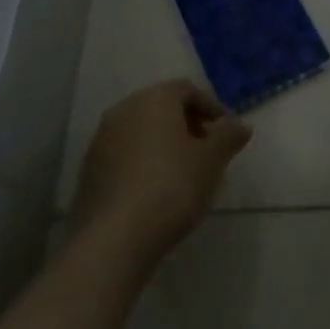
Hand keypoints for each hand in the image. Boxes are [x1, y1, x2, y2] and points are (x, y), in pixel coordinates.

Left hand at [74, 80, 251, 267]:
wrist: (115, 237)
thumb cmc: (172, 186)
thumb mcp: (212, 160)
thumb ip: (229, 136)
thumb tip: (240, 125)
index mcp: (154, 99)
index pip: (187, 90)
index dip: (212, 108)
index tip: (227, 133)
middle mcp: (124, 109)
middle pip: (162, 108)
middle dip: (188, 125)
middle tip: (209, 151)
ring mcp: (101, 139)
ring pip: (141, 131)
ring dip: (165, 144)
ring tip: (185, 173)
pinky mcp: (89, 170)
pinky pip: (125, 154)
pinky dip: (144, 162)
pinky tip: (157, 189)